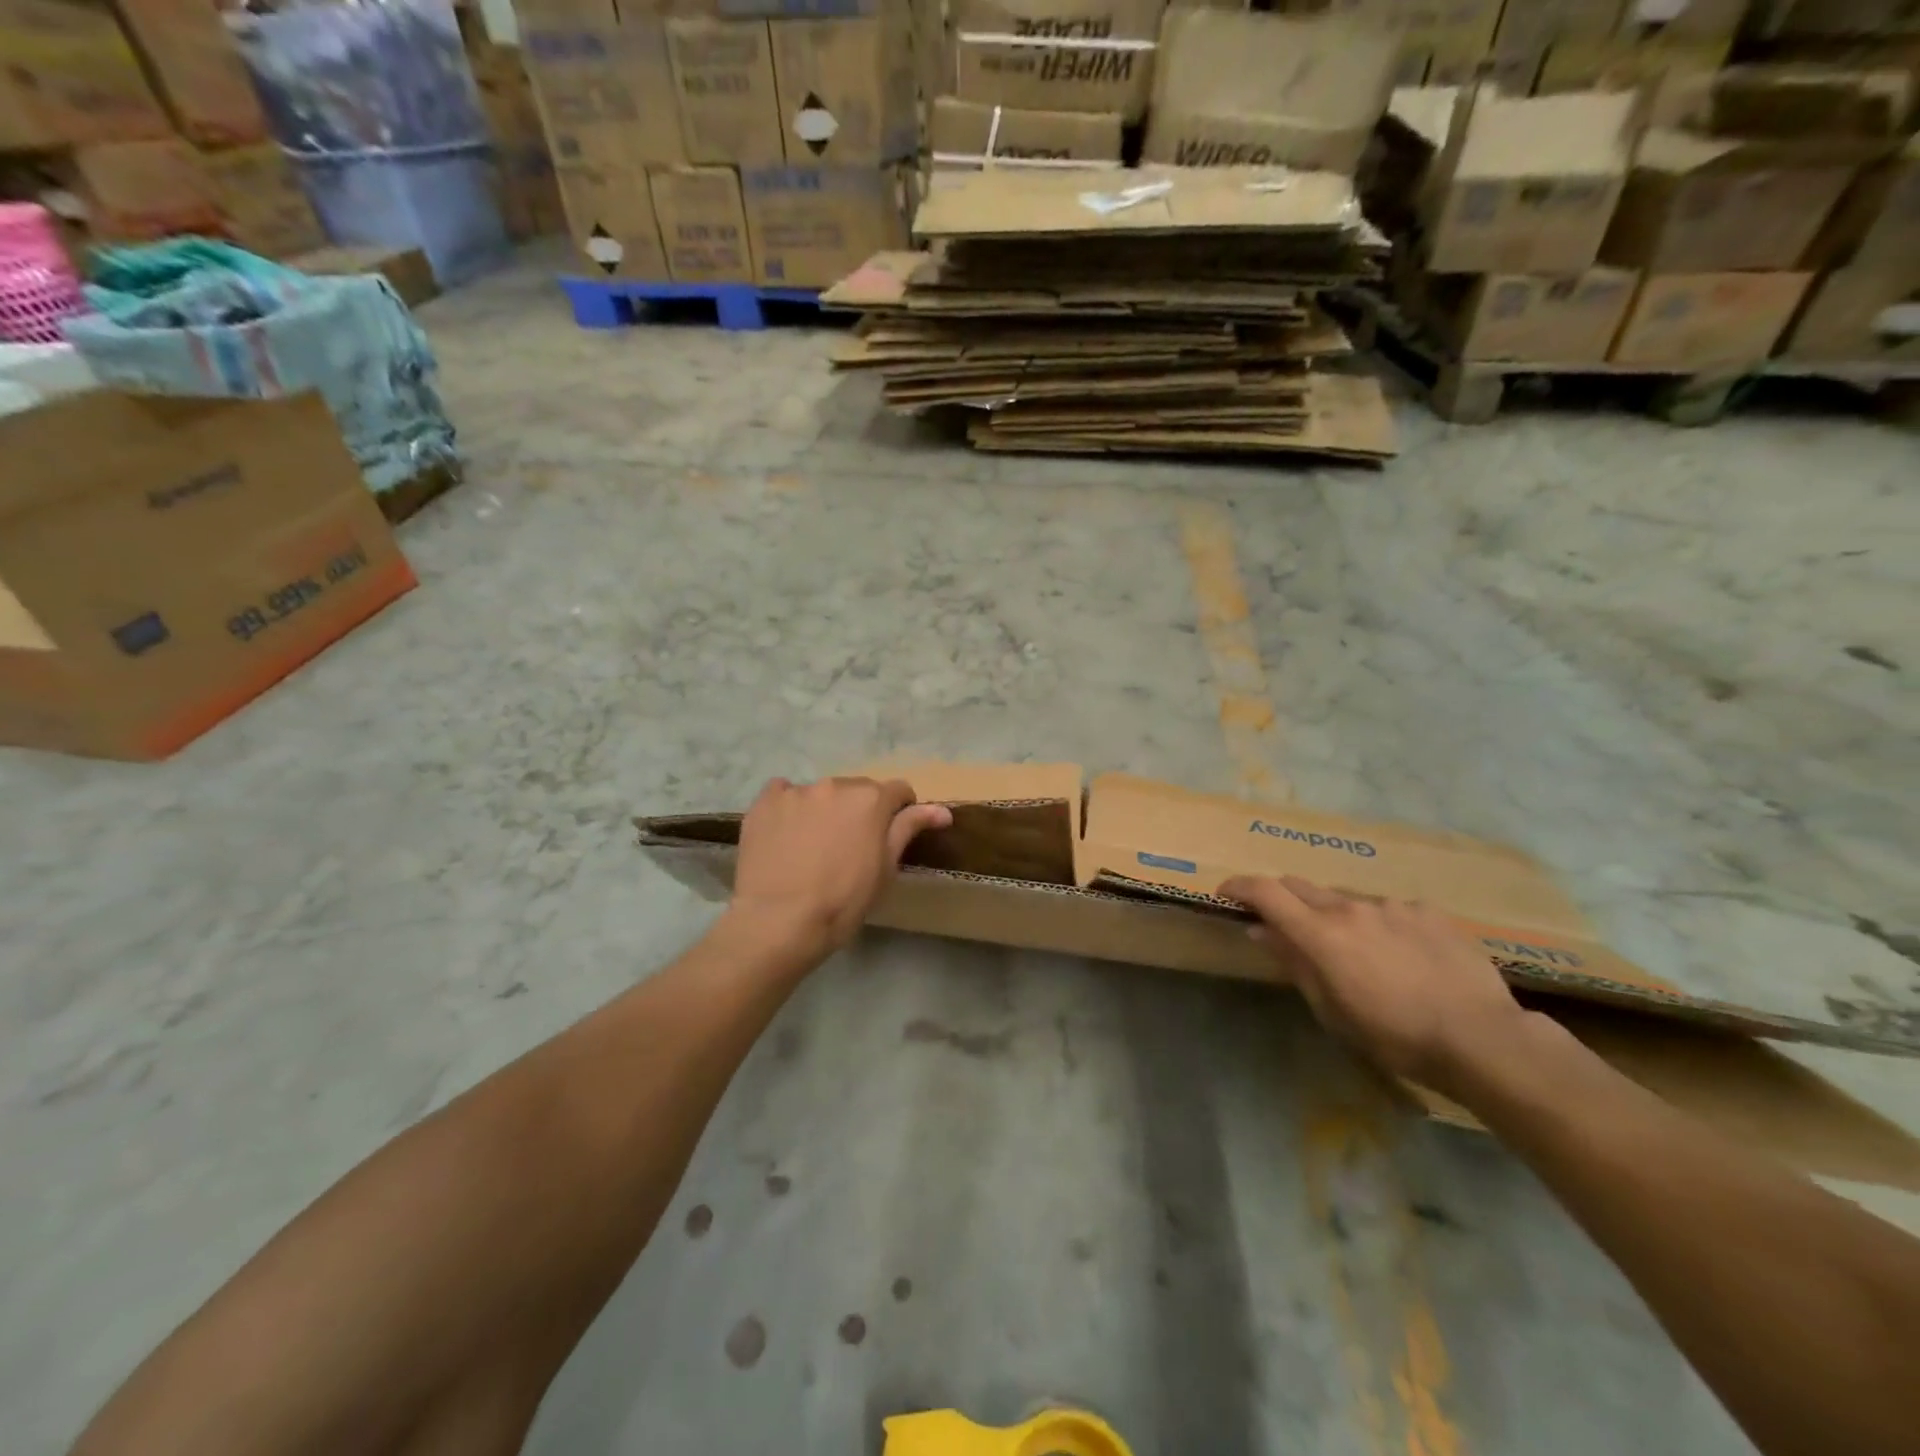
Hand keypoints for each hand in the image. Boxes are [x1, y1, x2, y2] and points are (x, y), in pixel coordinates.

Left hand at [729, 776, 952, 958]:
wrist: (779, 922)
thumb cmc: (842, 902)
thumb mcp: (885, 870)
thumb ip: (909, 829)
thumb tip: (943, 810)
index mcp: (871, 799)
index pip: (898, 791)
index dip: (899, 812)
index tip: (889, 837)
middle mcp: (835, 785)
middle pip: (857, 790)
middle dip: (859, 811)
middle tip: (849, 847)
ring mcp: (797, 791)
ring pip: (820, 793)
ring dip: (824, 810)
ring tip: (812, 846)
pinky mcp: (765, 801)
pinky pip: (783, 793)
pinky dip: (789, 808)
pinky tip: (785, 835)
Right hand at [1222, 874, 1534, 1092]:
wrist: (1482, 1039)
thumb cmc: (1395, 1036)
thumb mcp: (1331, 1010)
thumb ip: (1293, 963)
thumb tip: (1260, 930)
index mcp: (1321, 933)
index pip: (1266, 892)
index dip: (1240, 886)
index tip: (1226, 892)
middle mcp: (1352, 907)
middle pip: (1302, 887)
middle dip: (1284, 900)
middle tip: (1285, 925)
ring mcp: (1393, 906)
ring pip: (1348, 901)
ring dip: (1339, 918)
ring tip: (1360, 954)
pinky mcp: (1429, 912)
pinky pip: (1391, 910)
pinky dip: (1382, 926)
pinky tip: (1404, 956)